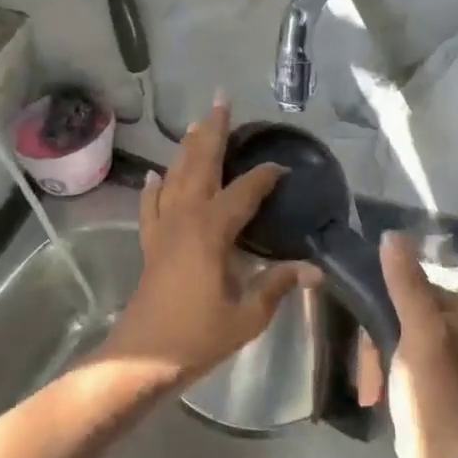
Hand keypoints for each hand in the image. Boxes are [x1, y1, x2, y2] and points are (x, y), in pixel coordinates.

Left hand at [104, 97, 320, 388]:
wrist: (144, 356)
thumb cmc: (198, 336)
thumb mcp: (247, 315)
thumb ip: (277, 286)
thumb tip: (313, 270)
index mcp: (211, 230)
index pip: (244, 192)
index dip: (265, 176)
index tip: (283, 167)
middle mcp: (185, 217)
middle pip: (200, 165)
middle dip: (213, 131)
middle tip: (222, 101)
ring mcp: (163, 228)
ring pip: (175, 176)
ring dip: (187, 149)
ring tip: (196, 124)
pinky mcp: (150, 243)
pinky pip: (151, 205)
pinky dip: (155, 188)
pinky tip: (155, 175)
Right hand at [380, 232, 457, 457]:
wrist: (444, 453)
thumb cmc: (433, 387)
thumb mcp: (418, 330)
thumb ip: (405, 283)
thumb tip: (391, 235)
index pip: (408, 283)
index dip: (381, 300)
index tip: (366, 324)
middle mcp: (452, 324)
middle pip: (397, 308)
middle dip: (376, 336)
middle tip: (370, 361)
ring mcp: (438, 351)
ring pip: (390, 333)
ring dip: (374, 357)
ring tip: (371, 383)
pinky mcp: (424, 374)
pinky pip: (392, 356)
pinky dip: (379, 370)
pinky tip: (374, 388)